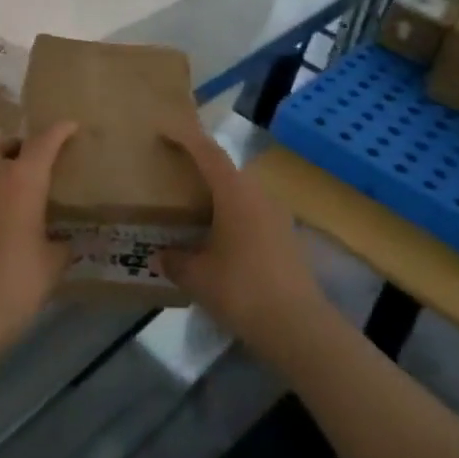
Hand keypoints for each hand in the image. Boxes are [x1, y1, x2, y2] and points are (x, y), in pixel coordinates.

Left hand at [0, 123, 77, 341]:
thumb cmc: (15, 281)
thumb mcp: (51, 264)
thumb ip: (59, 245)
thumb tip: (62, 242)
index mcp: (22, 179)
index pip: (43, 141)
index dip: (59, 131)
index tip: (71, 126)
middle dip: (12, 143)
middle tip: (30, 163)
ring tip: (15, 189)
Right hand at [157, 118, 332, 364]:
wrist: (298, 326)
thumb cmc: (241, 289)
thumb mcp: (197, 276)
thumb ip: (175, 261)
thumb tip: (160, 256)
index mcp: (235, 192)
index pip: (208, 152)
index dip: (185, 138)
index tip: (165, 131)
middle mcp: (259, 194)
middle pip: (227, 169)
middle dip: (202, 167)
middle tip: (176, 174)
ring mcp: (278, 215)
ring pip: (242, 192)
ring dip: (219, 194)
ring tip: (195, 208)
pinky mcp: (287, 237)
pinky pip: (253, 213)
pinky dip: (234, 216)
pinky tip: (220, 239)